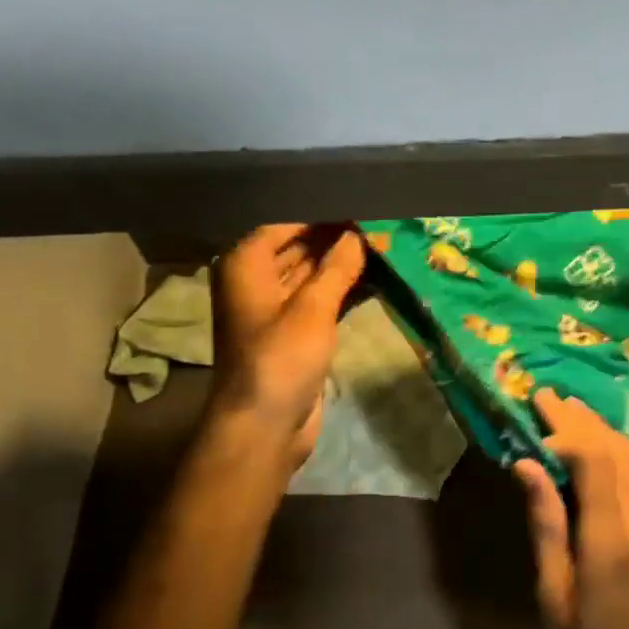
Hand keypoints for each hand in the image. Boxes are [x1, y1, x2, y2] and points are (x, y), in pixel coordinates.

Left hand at [209, 224, 364, 468]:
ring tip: (382, 245)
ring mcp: (276, 309)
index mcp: (245, 267)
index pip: (284, 224)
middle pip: (297, 247)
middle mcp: (256, 282)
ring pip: (311, 274)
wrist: (265, 424)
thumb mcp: (312, 309)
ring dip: (341, 263)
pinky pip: (320, 300)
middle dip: (334, 237)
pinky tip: (374, 279)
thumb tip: (357, 236)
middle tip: (377, 222)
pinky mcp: (295, 333)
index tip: (358, 203)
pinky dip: (342, 289)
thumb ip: (336, 268)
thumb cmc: (280, 359)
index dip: (320, 214)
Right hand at [514, 390, 628, 628]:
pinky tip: (613, 447)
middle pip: (620, 454)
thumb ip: (547, 523)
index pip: (596, 461)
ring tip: (576, 412)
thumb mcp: (554, 595)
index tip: (539, 408)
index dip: (568, 429)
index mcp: (613, 544)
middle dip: (584, 421)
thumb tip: (528, 465)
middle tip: (552, 395)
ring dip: (609, 433)